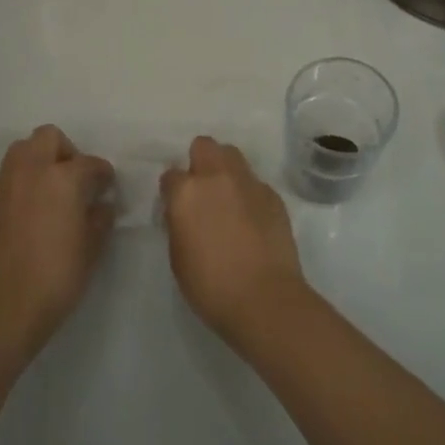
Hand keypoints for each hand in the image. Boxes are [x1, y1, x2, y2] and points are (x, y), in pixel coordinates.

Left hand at [0, 125, 114, 358]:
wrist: (5, 308)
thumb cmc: (57, 276)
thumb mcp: (92, 247)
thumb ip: (100, 217)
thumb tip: (101, 204)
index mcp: (62, 178)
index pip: (88, 162)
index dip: (102, 173)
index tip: (105, 186)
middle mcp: (29, 172)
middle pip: (47, 137)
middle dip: (64, 151)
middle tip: (73, 179)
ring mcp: (2, 186)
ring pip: (20, 153)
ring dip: (37, 163)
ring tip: (47, 193)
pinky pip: (4, 181)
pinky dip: (18, 187)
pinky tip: (25, 216)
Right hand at [160, 136, 309, 344]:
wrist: (264, 298)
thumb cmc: (210, 285)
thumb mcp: (178, 256)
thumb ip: (179, 223)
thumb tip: (184, 212)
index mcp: (187, 192)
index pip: (171, 175)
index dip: (172, 190)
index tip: (176, 206)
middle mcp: (218, 177)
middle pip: (205, 146)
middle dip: (200, 161)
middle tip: (202, 190)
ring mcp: (249, 183)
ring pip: (233, 156)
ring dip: (226, 170)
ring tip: (228, 198)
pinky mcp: (273, 196)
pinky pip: (255, 183)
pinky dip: (249, 193)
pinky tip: (252, 218)